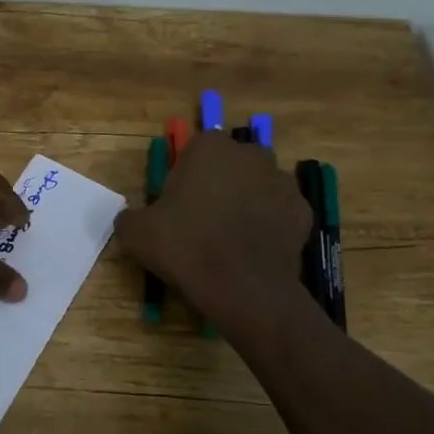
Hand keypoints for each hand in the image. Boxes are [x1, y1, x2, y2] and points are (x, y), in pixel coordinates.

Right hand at [115, 130, 313, 332]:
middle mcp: (250, 154)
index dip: (184, 177)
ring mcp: (282, 181)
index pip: (194, 151)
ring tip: (229, 239)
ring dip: (245, 203)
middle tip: (201, 220)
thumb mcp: (135, 232)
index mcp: (209, 148)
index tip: (176, 204)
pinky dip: (268, 226)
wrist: (241, 285)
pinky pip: (278, 213)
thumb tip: (132, 218)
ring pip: (257, 187)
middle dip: (219, 184)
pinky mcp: (303, 211)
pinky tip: (252, 250)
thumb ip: (131, 216)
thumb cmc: (184, 245)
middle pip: (230, 165)